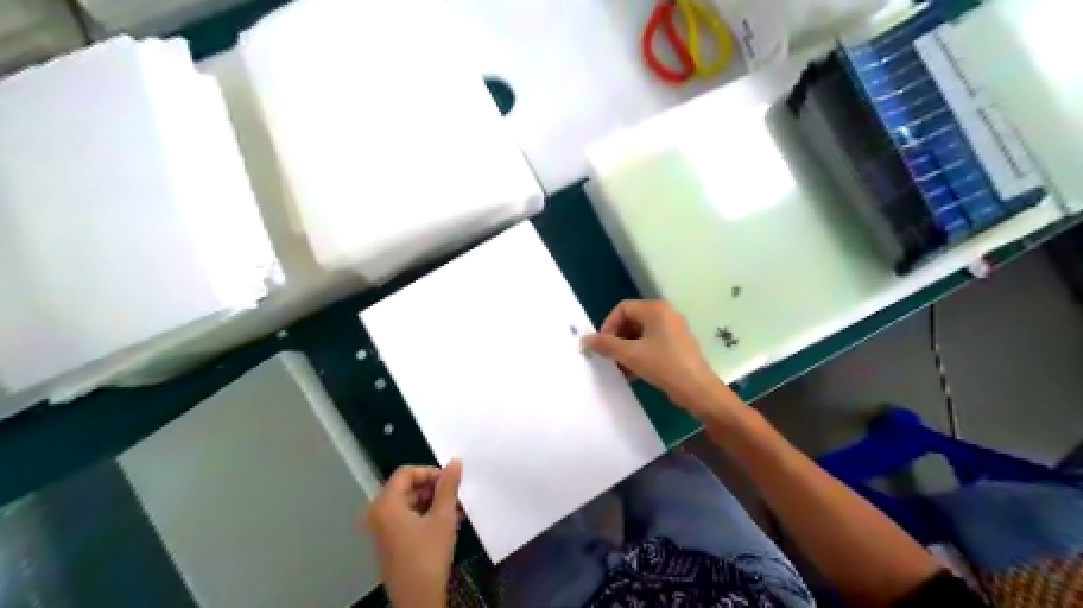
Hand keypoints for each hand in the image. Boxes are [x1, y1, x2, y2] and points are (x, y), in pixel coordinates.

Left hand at [366, 458, 462, 605]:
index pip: (406, 473)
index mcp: (385, 504)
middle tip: (455, 497)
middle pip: (406, 488)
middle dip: (433, 489)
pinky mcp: (388, 544)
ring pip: (408, 504)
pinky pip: (405, 519)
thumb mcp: (443, 517)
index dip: (430, 472)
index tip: (450, 482)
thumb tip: (455, 461)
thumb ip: (448, 486)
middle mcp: (377, 514)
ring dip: (432, 503)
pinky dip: (424, 516)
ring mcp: (381, 530)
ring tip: (455, 511)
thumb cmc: (428, 555)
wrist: (417, 601)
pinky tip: (446, 525)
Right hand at [584, 301, 746, 420]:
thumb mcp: (631, 355)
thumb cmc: (664, 366)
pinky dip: (639, 354)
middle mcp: (665, 314)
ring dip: (626, 349)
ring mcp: (673, 329)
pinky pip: (651, 343)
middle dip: (617, 338)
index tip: (602, 346)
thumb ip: (606, 345)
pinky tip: (633, 373)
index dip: (608, 325)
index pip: (622, 308)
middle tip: (609, 358)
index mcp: (655, 309)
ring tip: (620, 368)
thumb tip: (584, 339)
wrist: (698, 390)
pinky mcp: (677, 345)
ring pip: (640, 334)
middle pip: (631, 320)